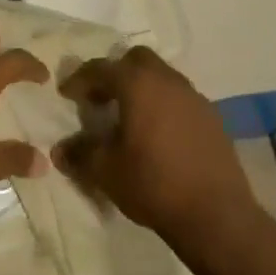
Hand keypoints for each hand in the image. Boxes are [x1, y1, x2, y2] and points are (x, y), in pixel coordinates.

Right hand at [54, 46, 258, 240]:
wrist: (215, 214)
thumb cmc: (153, 184)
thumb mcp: (105, 171)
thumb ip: (80, 154)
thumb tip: (59, 150)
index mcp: (139, 85)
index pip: (102, 68)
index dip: (80, 79)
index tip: (66, 94)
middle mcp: (169, 82)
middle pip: (137, 60)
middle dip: (116, 73)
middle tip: (101, 99)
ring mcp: (195, 98)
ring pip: (162, 78)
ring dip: (142, 89)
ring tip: (128, 118)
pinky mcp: (213, 119)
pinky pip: (180, 99)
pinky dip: (163, 106)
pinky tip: (157, 136)